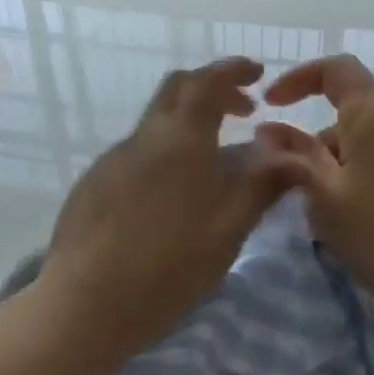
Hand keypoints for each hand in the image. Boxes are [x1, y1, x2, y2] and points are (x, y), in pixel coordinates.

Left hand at [41, 58, 297, 351]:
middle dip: (212, 90)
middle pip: (176, 92)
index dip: (233, 70)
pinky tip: (171, 197)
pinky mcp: (92, 185)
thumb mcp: (227, 231)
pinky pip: (136, 154)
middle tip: (243, 111)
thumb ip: (260, 186)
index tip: (257, 74)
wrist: (85, 304)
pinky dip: (164, 154)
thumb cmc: (167, 268)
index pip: (206, 82)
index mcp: (179, 141)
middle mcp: (142, 139)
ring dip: (188, 127)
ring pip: (155, 126)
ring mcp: (111, 161)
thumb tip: (288, 154)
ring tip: (214, 164)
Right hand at [257, 55, 373, 333]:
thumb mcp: (324, 197)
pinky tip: (359, 219)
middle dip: (316, 144)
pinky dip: (364, 175)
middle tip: (299, 191)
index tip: (271, 103)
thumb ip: (294, 159)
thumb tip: (269, 132)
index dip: (299, 78)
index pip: (336, 70)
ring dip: (339, 165)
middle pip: (350, 114)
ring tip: (327, 215)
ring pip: (369, 141)